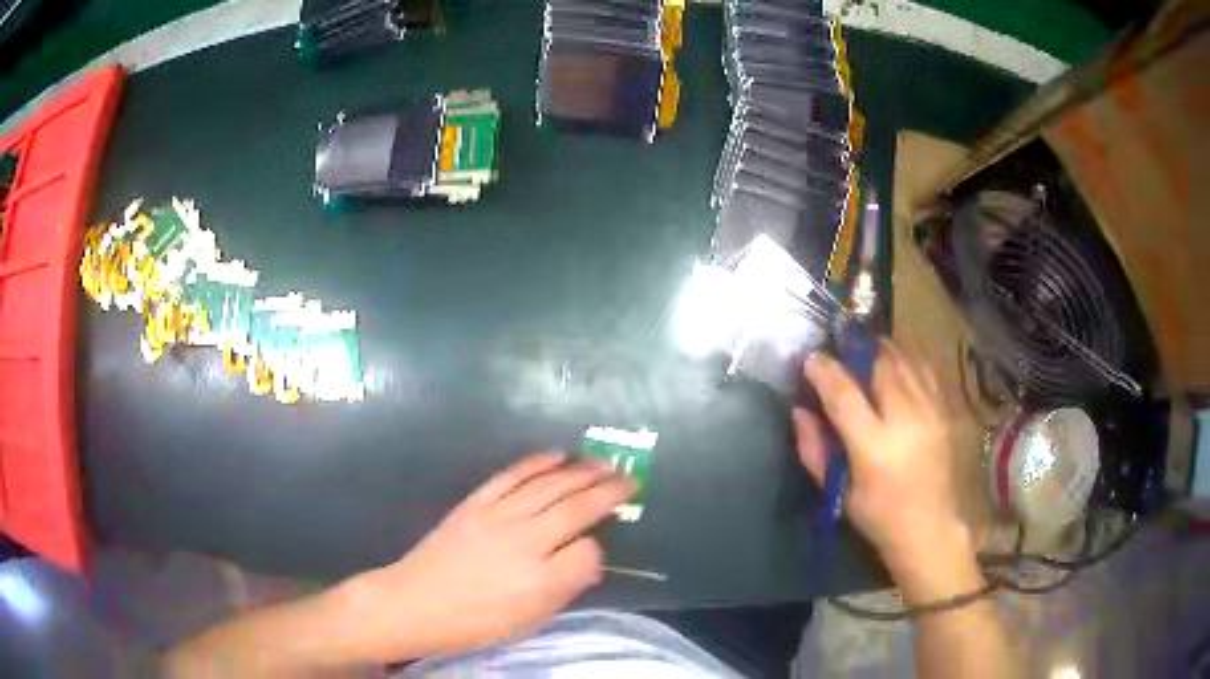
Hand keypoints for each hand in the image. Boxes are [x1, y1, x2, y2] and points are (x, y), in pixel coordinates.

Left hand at [335, 451, 636, 662]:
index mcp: (539, 580)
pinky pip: (513, 475)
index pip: (588, 552)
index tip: (600, 544)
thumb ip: (564, 587)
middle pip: (576, 507)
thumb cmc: (474, 622)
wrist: (415, 602)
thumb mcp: (527, 620)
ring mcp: (498, 516)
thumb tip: (589, 558)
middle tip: (631, 478)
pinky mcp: (476, 503)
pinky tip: (558, 455)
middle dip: (608, 490)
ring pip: (549, 485)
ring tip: (605, 463)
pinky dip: (538, 462)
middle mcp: (524, 542)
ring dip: (581, 471)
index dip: (599, 546)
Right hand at [793, 342, 973, 587]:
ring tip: (869, 353)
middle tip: (842, 352)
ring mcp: (933, 411)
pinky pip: (928, 370)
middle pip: (880, 364)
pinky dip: (910, 360)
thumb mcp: (840, 492)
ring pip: (907, 360)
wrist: (935, 530)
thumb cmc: (882, 517)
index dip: (824, 369)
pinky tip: (901, 365)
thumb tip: (799, 411)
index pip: (843, 393)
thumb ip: (815, 451)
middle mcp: (906, 419)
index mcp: (874, 446)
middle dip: (857, 351)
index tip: (811, 358)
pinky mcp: (950, 411)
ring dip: (884, 351)